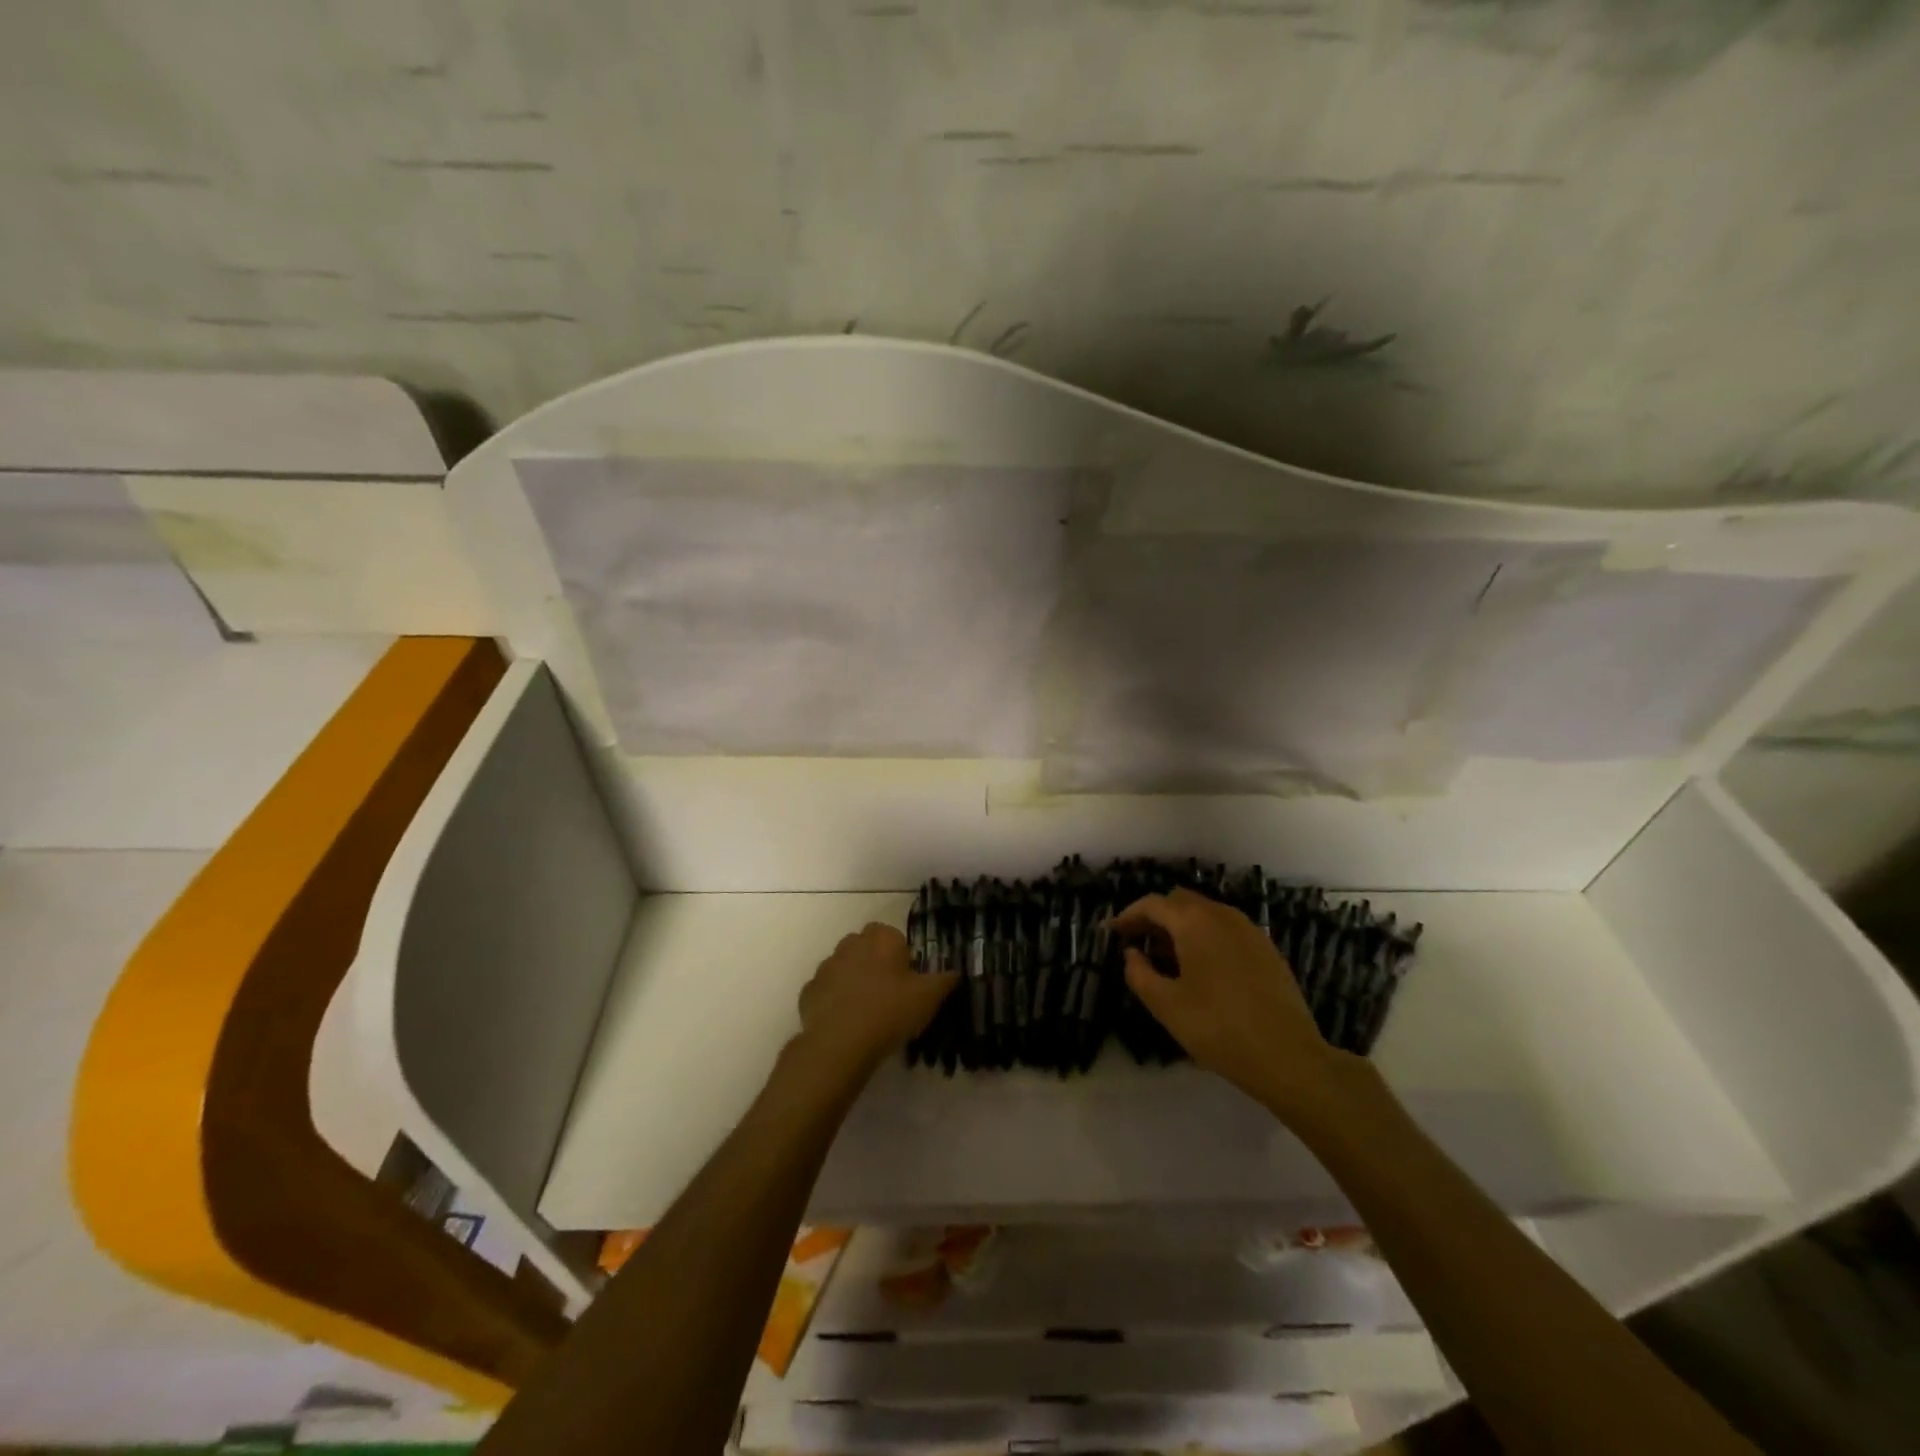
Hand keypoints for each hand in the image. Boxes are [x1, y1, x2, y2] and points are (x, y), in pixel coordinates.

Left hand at [794, 923, 957, 1078]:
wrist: (841, 1043)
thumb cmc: (890, 1011)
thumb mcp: (929, 997)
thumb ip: (945, 980)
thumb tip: (955, 972)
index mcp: (881, 938)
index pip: (892, 935)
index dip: (900, 955)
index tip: (908, 979)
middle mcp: (851, 944)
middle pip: (865, 946)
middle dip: (875, 962)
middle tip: (889, 993)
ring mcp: (826, 967)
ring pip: (843, 966)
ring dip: (853, 980)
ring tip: (866, 1010)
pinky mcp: (809, 991)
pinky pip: (826, 991)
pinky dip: (833, 1000)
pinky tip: (845, 1022)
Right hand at [1114, 888, 1345, 1119]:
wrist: (1289, 1057)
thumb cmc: (1218, 1028)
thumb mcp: (1166, 1005)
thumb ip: (1140, 973)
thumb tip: (1132, 954)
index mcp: (1194, 922)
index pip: (1152, 904)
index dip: (1128, 915)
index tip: (1112, 933)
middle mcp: (1222, 915)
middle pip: (1180, 902)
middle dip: (1155, 917)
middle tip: (1138, 943)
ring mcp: (1249, 930)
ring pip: (1205, 914)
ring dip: (1181, 926)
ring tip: (1167, 958)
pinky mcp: (1267, 949)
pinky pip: (1226, 929)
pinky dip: (1205, 937)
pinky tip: (1202, 968)